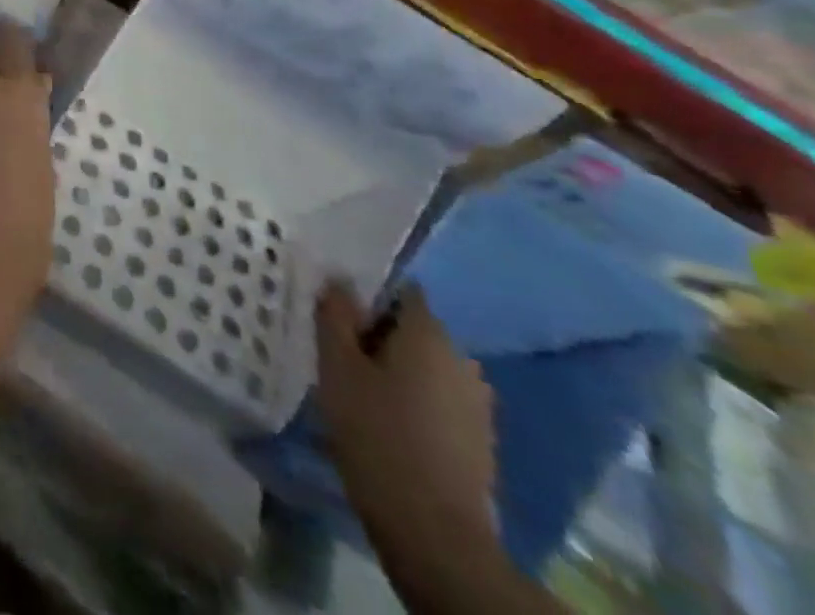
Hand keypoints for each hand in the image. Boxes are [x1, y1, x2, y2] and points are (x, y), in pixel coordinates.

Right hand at [314, 282, 498, 556]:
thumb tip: (339, 280)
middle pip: (412, 329)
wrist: (435, 534)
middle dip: (377, 336)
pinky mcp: (479, 440)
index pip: (400, 291)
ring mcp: (477, 403)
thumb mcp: (337, 366)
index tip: (336, 314)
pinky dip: (414, 402)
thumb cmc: (377, 434)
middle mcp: (462, 359)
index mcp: (429, 333)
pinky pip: (438, 401)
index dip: (366, 295)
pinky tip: (386, 423)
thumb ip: (335, 315)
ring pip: (425, 368)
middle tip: (337, 355)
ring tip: (357, 392)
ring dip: (395, 371)